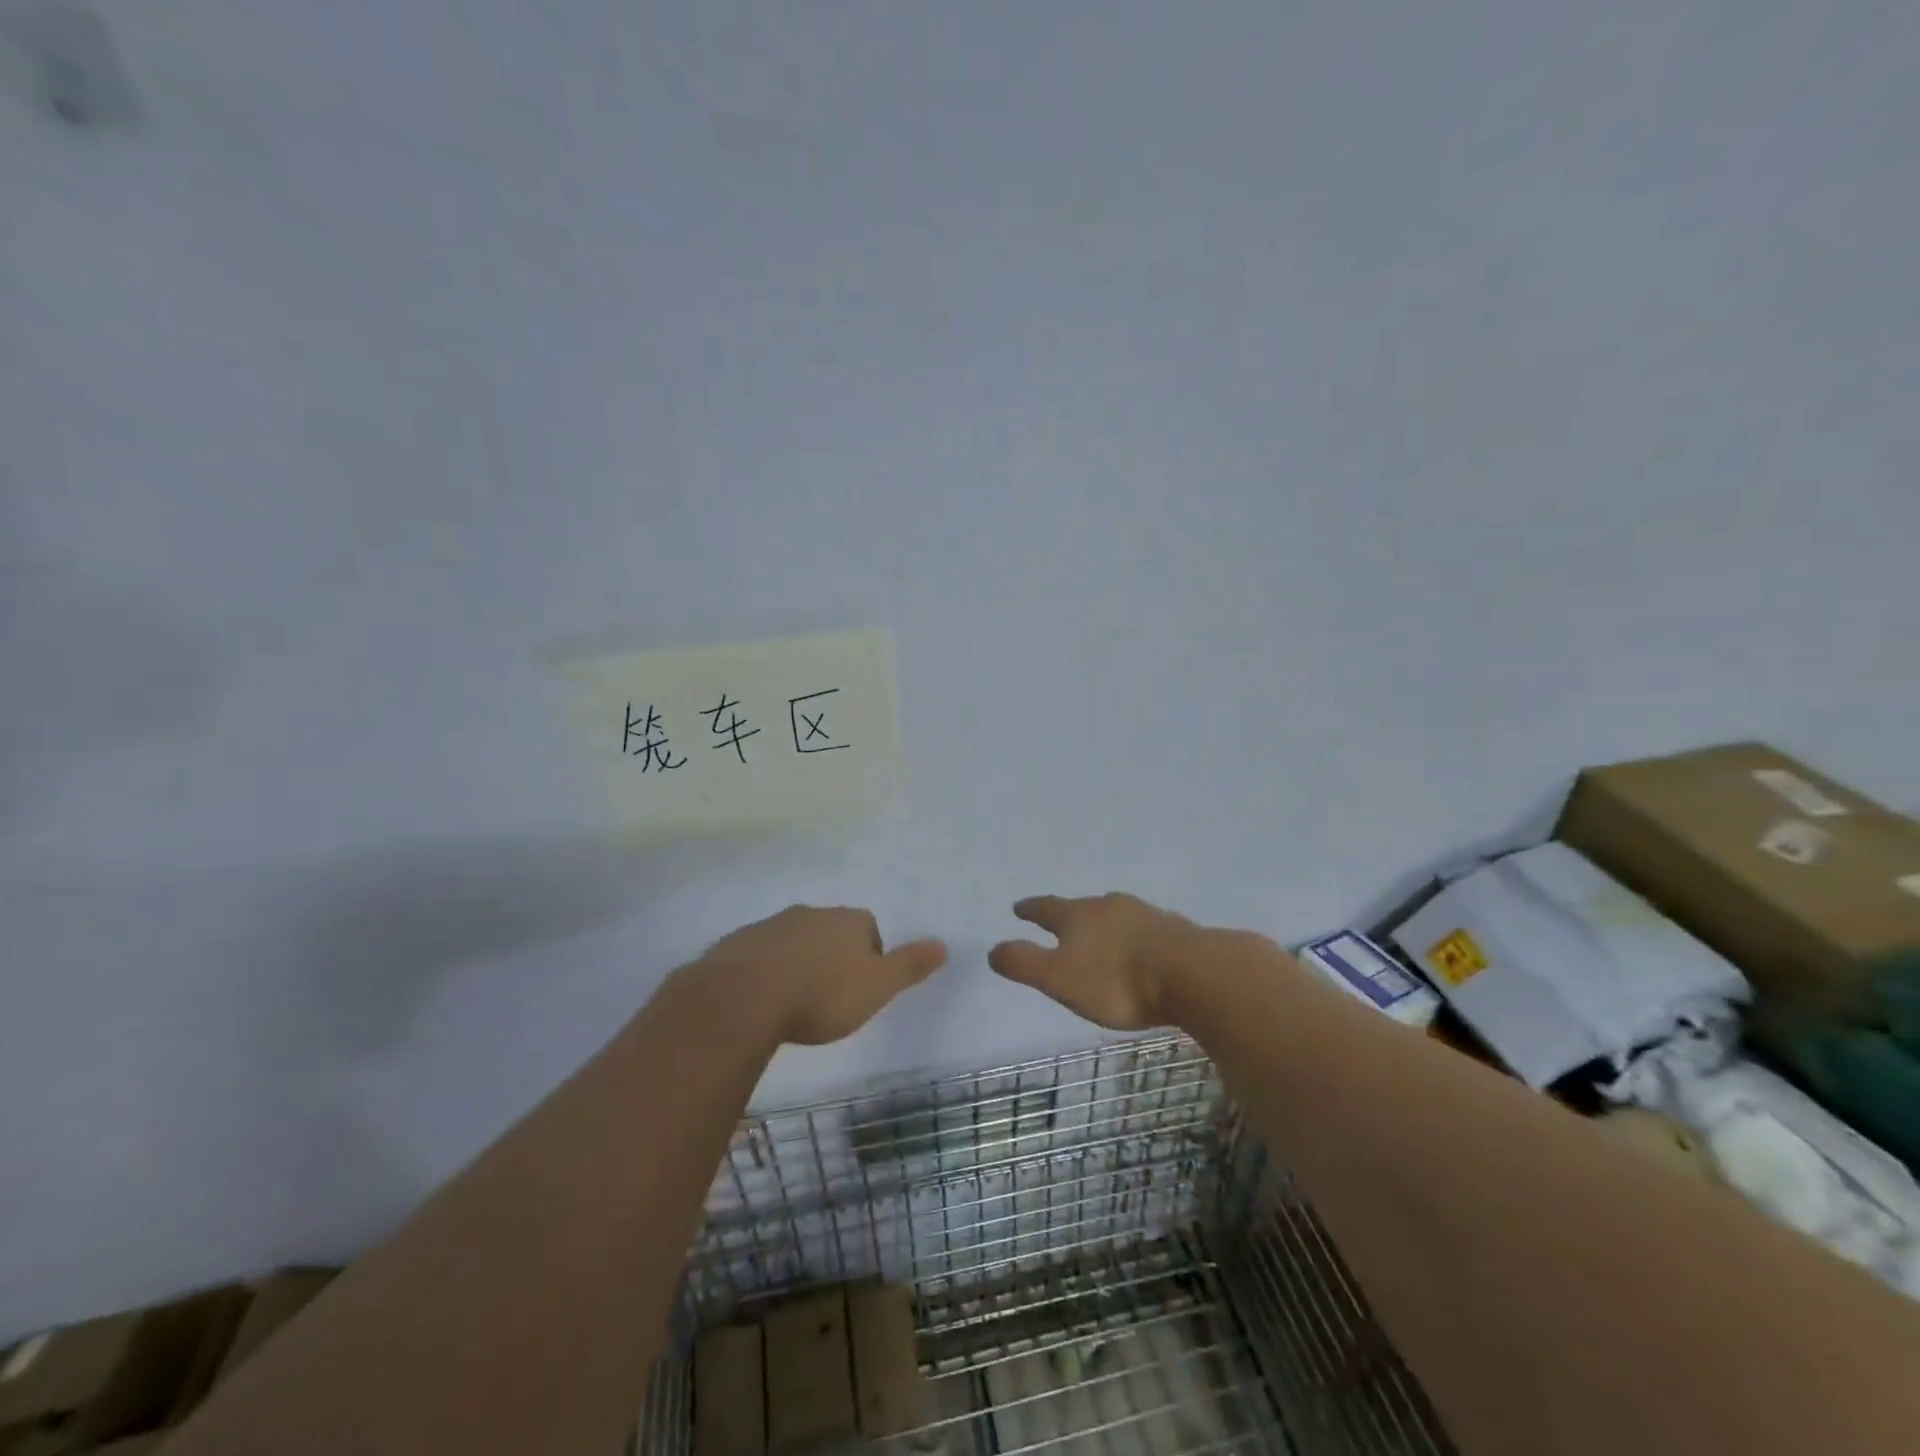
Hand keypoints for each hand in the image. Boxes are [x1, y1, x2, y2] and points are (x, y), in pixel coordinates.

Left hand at [695, 905, 947, 1046]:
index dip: (869, 956)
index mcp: (848, 921)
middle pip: (830, 931)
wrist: (745, 997)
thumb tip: (943, 945)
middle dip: (832, 956)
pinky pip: (760, 954)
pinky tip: (762, 1000)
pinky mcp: (738, 943)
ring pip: (794, 940)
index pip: (868, 929)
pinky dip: (765, 970)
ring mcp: (771, 925)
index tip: (861, 988)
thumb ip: (909, 966)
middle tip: (829, 997)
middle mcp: (811, 914)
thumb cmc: (822, 994)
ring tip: (795, 1001)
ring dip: (798, 962)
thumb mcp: (877, 986)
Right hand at [988, 893, 1201, 1030]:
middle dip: (1071, 916)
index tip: (1019, 907)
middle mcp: (1110, 906)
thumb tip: (992, 950)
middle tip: (1063, 922)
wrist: (1190, 973)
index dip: (1030, 909)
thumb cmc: (1116, 980)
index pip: (1046, 908)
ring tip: (1102, 938)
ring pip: (1117, 916)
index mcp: (1078, 916)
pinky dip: (1136, 939)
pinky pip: (1146, 930)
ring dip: (1106, 925)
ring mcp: (1145, 915)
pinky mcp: (1175, 930)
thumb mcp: (1058, 978)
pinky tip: (1142, 951)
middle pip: (1084, 907)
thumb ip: (1024, 963)